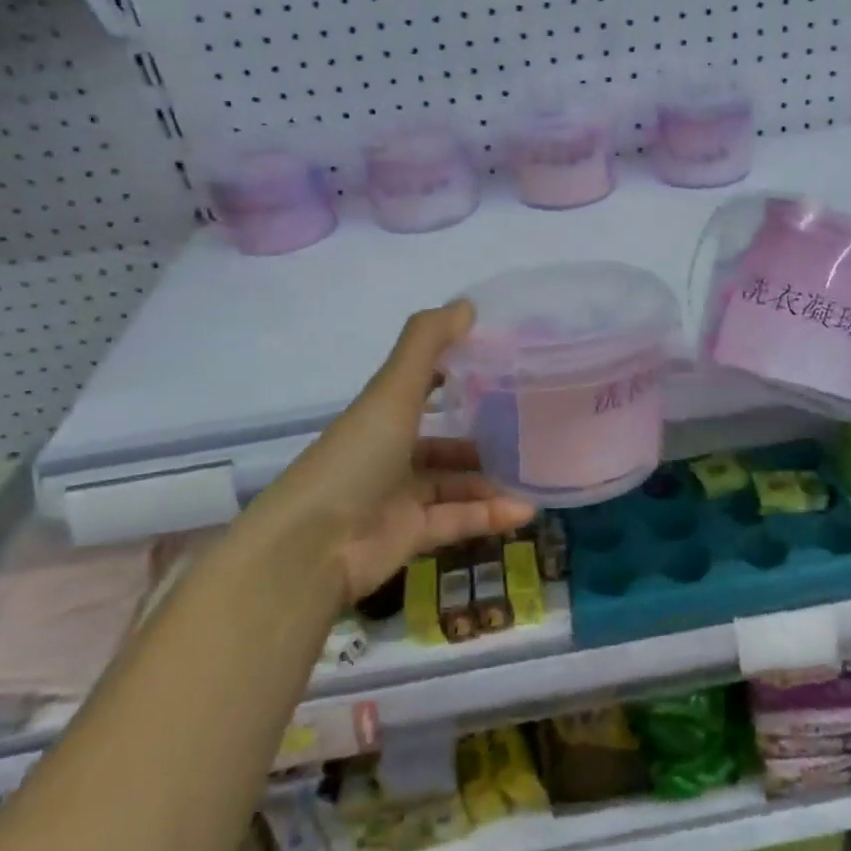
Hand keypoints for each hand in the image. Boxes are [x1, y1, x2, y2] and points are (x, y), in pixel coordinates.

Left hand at [273, 302, 534, 603]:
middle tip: (531, 431)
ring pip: (456, 484)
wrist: (312, 546)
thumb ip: (426, 344)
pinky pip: (458, 521)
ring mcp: (401, 497)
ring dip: (493, 482)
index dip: (456, 374)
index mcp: (383, 416)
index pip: (423, 387)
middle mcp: (392, 453)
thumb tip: (467, 304)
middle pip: (445, 442)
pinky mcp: (411, 536)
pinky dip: (489, 517)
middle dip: (484, 438)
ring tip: (537, 475)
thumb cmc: (356, 458)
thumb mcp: (392, 392)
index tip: (501, 367)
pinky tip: (525, 512)